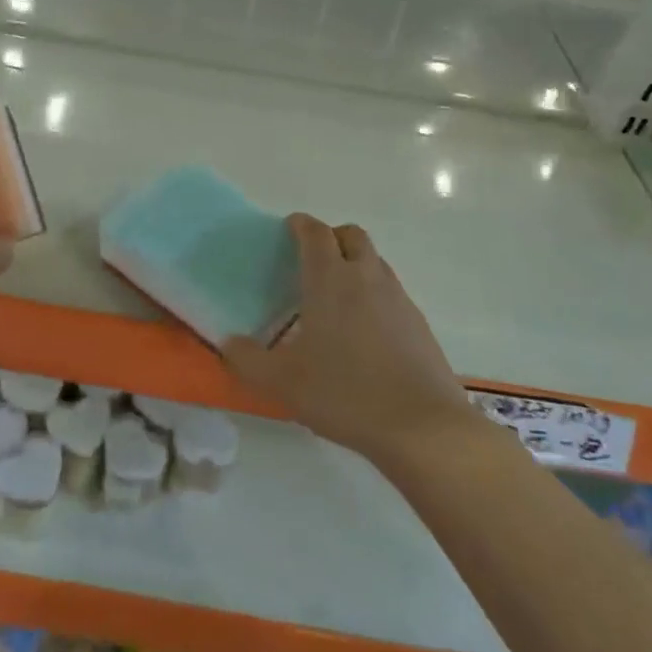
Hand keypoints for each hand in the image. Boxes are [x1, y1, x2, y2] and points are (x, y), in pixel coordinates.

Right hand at [222, 214, 476, 462]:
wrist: (422, 427)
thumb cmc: (345, 393)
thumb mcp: (283, 382)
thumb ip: (248, 359)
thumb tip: (229, 342)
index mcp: (330, 280)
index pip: (315, 233)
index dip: (301, 225)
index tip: (288, 228)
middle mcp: (366, 277)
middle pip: (352, 235)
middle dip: (331, 237)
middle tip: (312, 260)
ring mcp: (398, 298)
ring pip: (375, 261)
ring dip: (355, 264)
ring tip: (336, 297)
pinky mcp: (418, 323)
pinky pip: (391, 292)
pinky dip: (374, 294)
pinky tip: (364, 331)